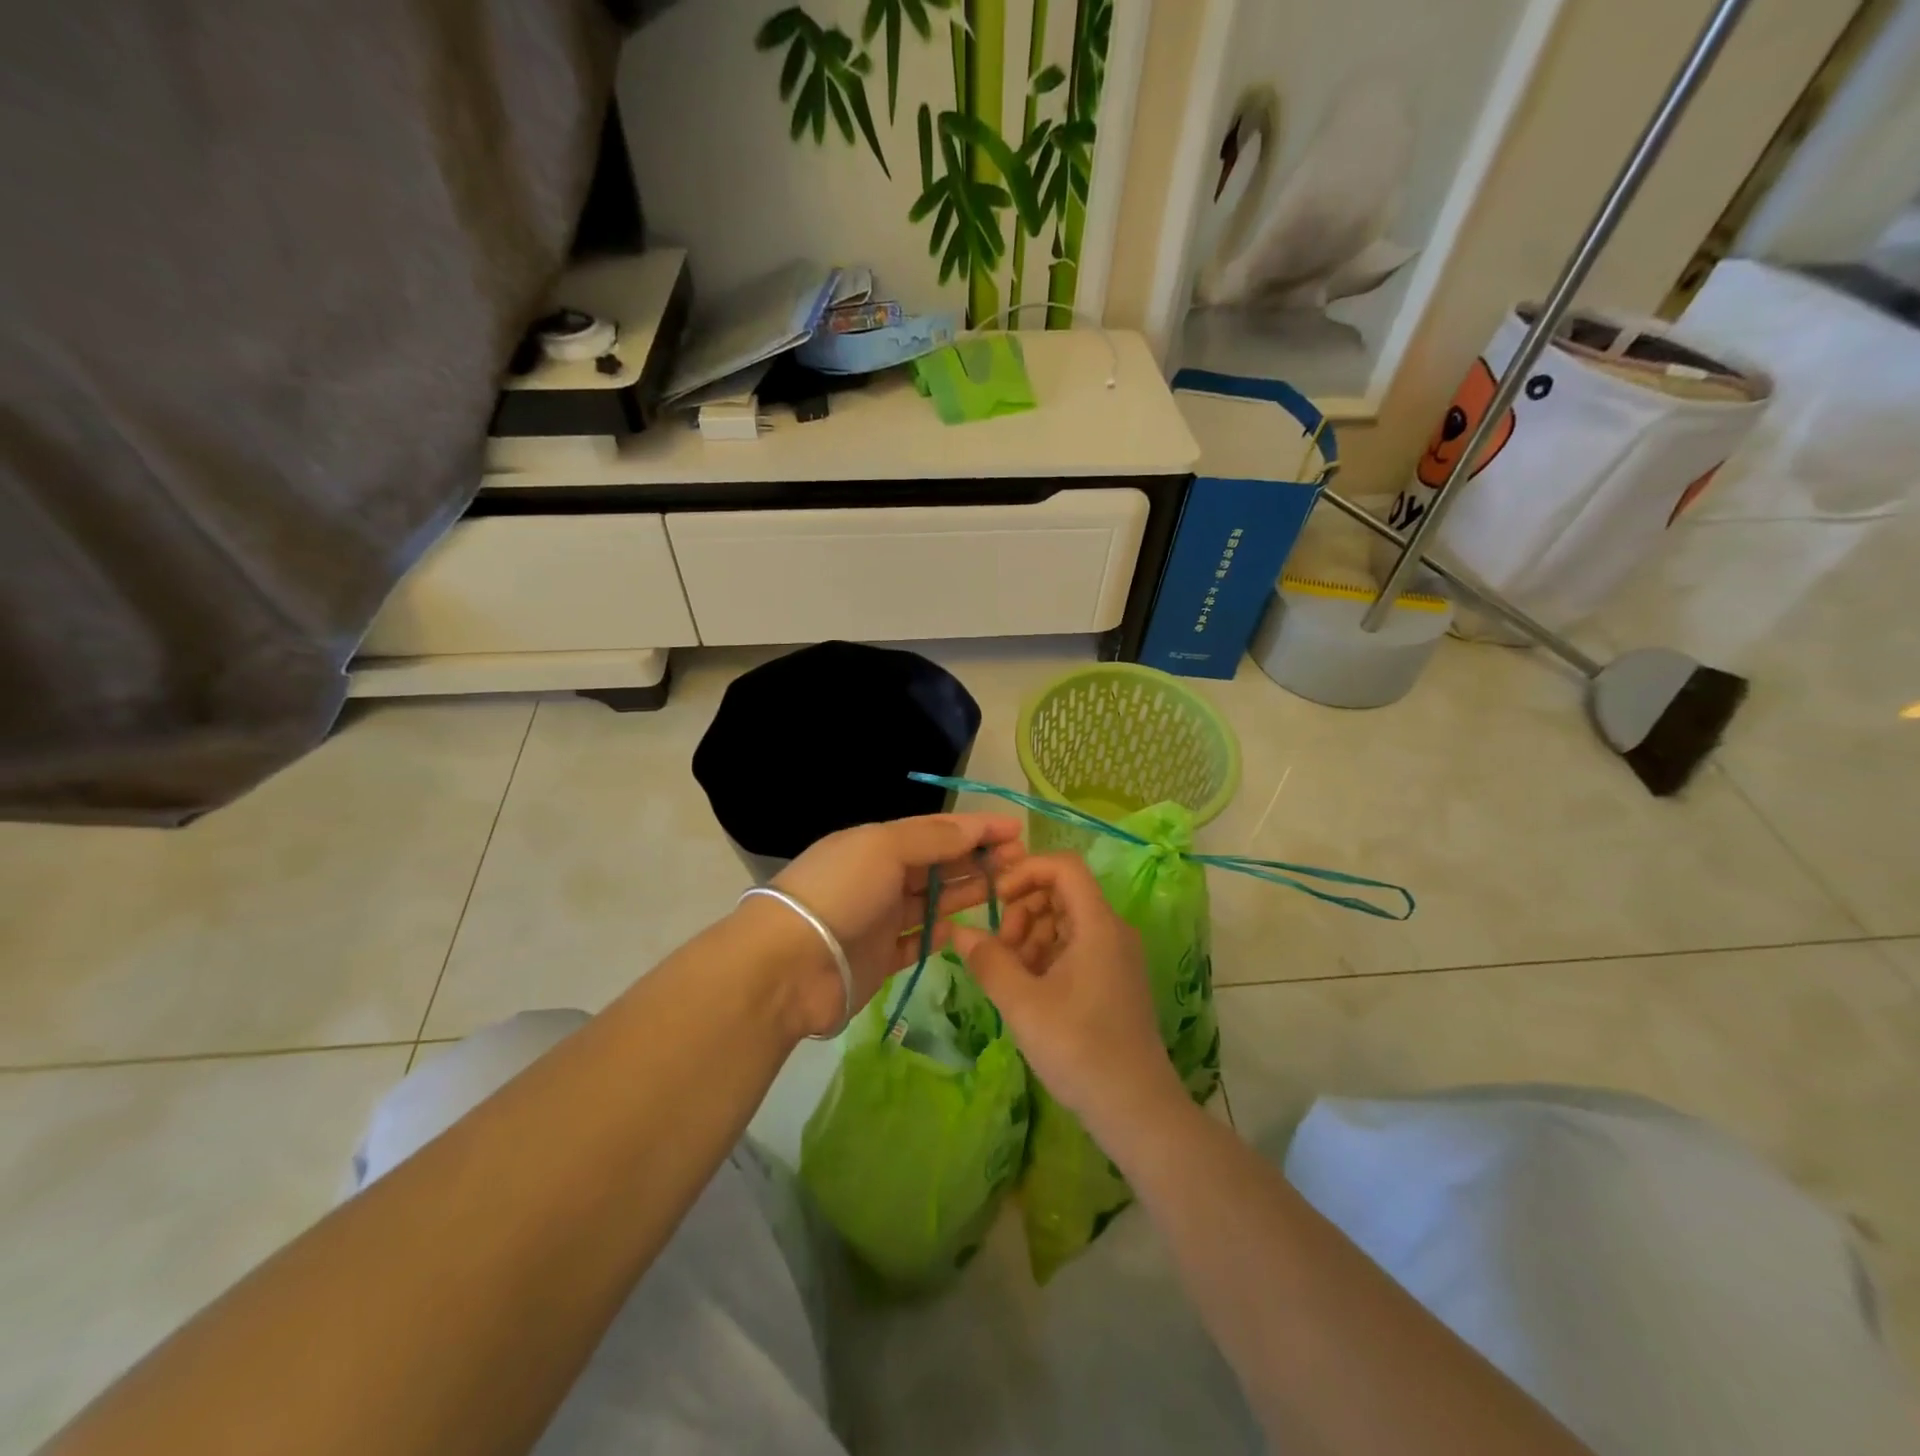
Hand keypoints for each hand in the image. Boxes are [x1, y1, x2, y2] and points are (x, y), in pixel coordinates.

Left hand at [765, 813, 1025, 1032]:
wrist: (788, 966)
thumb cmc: (839, 892)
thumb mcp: (884, 848)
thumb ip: (932, 838)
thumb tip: (974, 828)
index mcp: (876, 843)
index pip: (935, 829)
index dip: (975, 827)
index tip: (1017, 829)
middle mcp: (879, 877)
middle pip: (937, 863)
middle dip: (977, 858)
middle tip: (1021, 861)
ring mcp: (879, 919)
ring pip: (932, 901)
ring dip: (967, 892)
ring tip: (1009, 888)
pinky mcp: (880, 958)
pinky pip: (918, 941)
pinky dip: (941, 934)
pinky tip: (968, 928)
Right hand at [951, 854, 1187, 1140]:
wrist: (1135, 1109)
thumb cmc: (1080, 1049)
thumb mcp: (1023, 1005)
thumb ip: (988, 961)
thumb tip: (959, 931)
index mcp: (1099, 925)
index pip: (1064, 866)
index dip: (1025, 871)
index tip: (996, 900)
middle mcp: (1112, 930)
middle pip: (1062, 891)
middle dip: (1023, 909)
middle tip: (1001, 949)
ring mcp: (1115, 955)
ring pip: (1065, 920)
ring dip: (1031, 935)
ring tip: (1010, 974)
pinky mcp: (1112, 978)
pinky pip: (1074, 946)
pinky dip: (1046, 955)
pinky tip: (1028, 988)